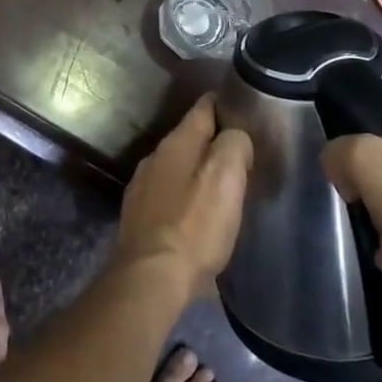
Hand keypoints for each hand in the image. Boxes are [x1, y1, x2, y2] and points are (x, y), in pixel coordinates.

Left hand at [118, 95, 251, 289]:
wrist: (151, 277)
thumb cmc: (194, 225)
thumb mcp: (226, 177)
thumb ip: (234, 145)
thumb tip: (235, 136)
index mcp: (176, 143)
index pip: (203, 108)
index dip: (223, 104)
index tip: (243, 108)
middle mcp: (155, 157)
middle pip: (189, 139)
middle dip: (213, 142)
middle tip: (241, 155)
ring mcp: (142, 187)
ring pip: (177, 167)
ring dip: (198, 171)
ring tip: (223, 185)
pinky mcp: (139, 216)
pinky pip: (168, 194)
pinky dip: (185, 196)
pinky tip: (197, 213)